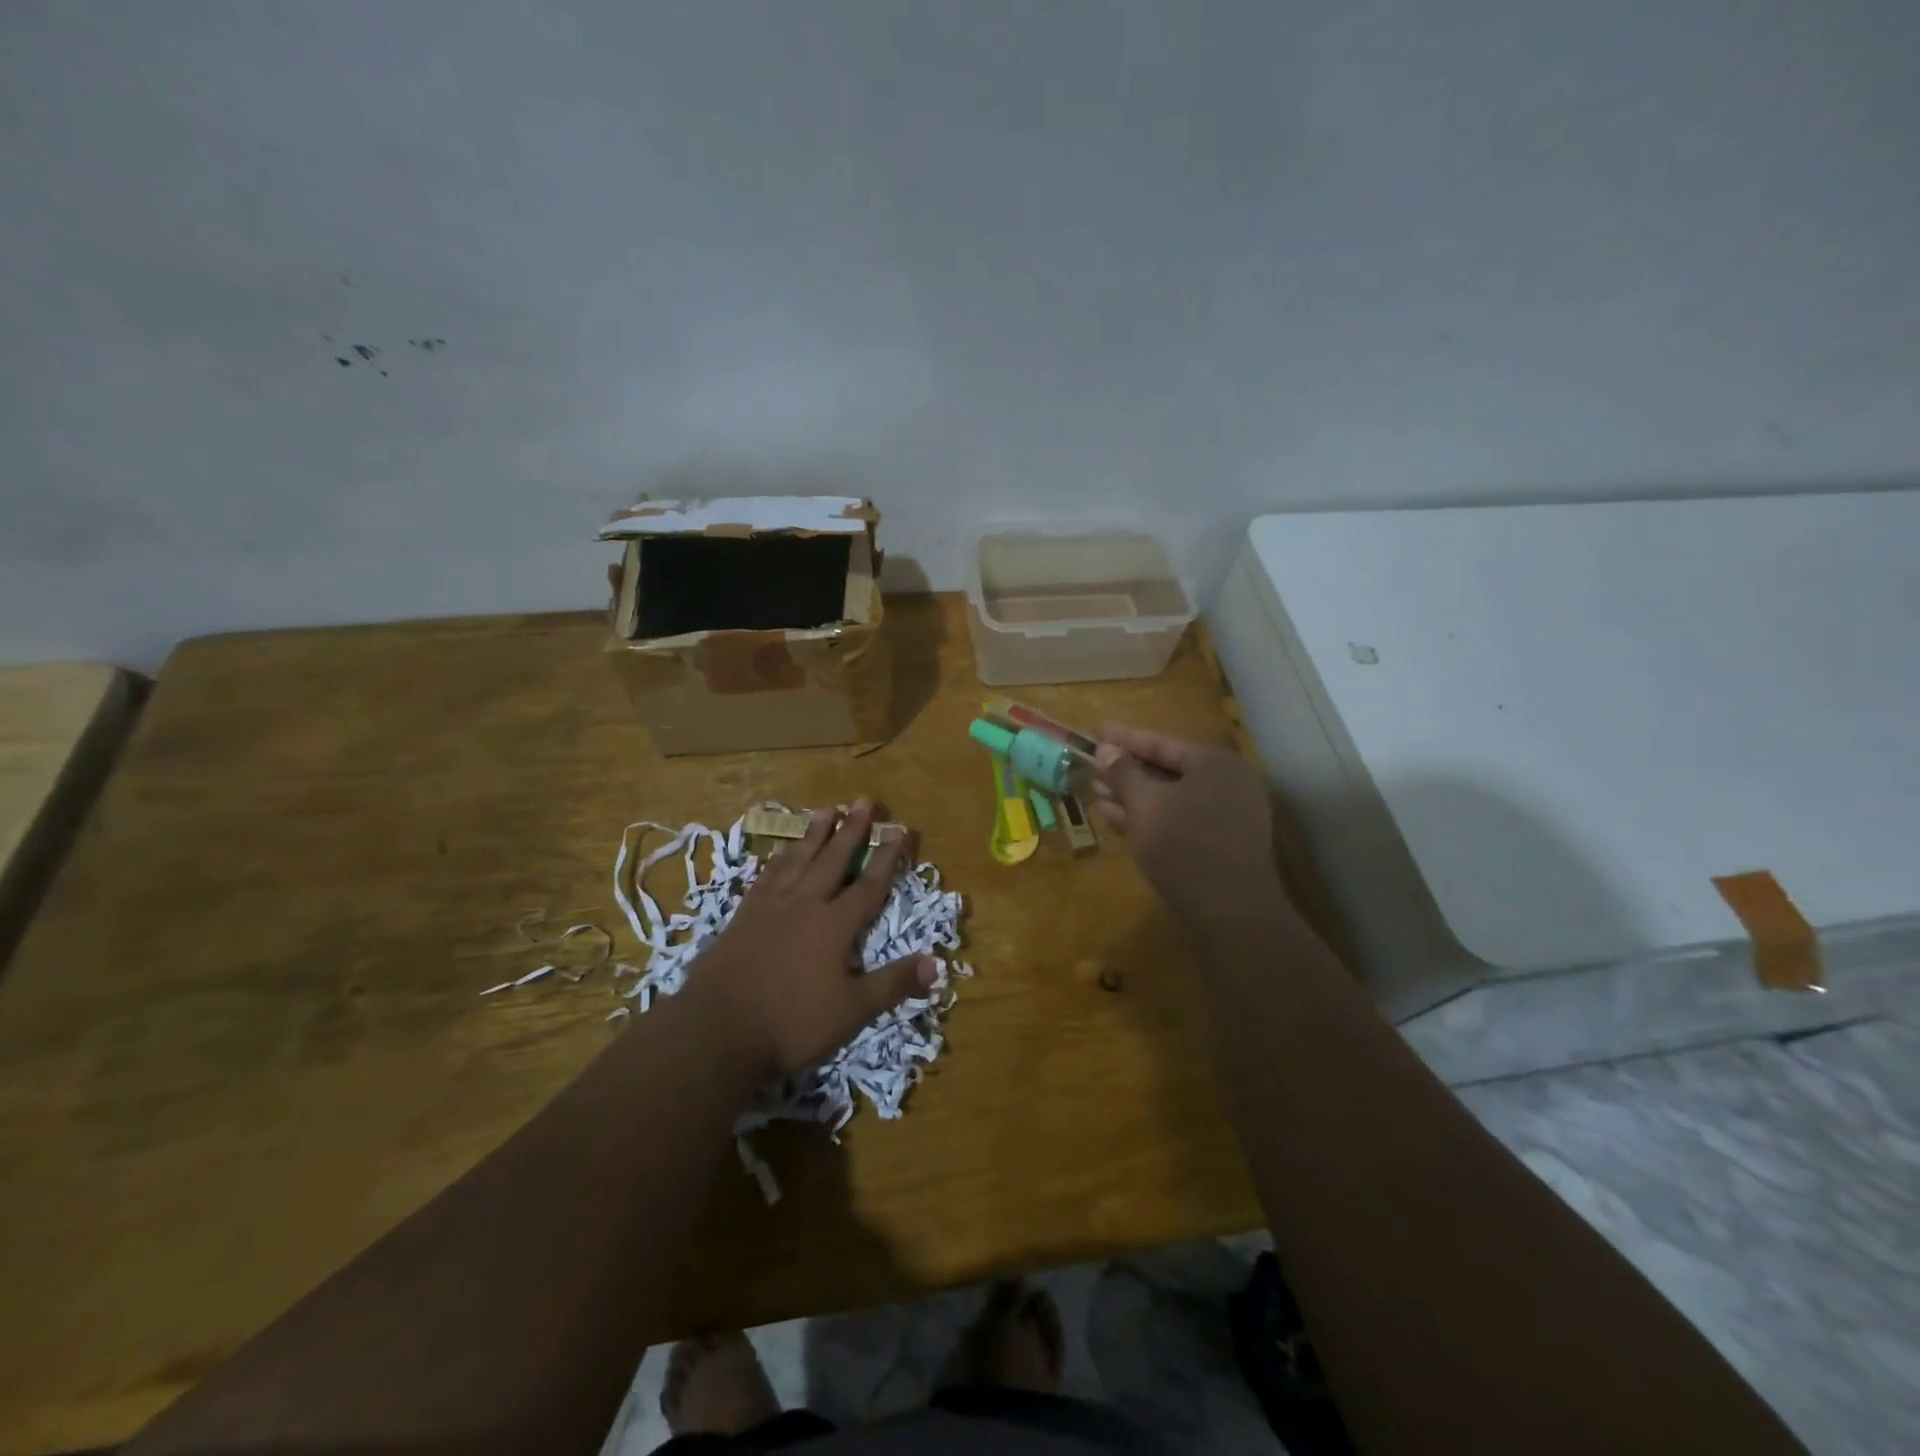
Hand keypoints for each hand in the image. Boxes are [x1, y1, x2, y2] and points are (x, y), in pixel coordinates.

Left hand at [691, 799, 936, 1079]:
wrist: (716, 1030)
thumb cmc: (790, 1023)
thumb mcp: (852, 1011)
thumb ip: (893, 984)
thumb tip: (938, 963)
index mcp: (834, 925)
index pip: (868, 884)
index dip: (886, 857)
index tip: (899, 829)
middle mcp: (805, 905)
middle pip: (833, 860)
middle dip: (851, 830)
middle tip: (863, 800)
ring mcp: (770, 907)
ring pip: (798, 860)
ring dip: (815, 834)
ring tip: (826, 810)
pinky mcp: (743, 916)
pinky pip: (766, 876)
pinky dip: (778, 859)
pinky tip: (780, 850)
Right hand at [1092, 723, 1281, 928]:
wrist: (1231, 911)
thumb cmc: (1184, 844)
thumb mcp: (1144, 804)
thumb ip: (1123, 773)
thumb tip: (1106, 750)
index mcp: (1214, 762)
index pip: (1161, 742)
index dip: (1124, 738)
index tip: (1097, 731)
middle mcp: (1228, 782)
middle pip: (1168, 769)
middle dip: (1127, 770)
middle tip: (1093, 765)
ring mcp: (1229, 814)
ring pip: (1173, 797)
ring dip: (1134, 796)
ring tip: (1098, 794)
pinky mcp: (1224, 842)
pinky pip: (1182, 818)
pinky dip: (1152, 816)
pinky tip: (1119, 820)